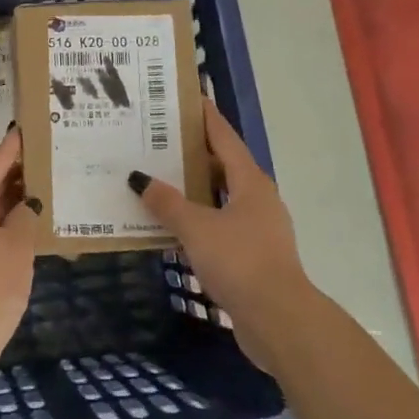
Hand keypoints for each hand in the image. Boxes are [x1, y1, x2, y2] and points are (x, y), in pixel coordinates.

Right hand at [130, 102, 312, 370]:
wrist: (278, 320)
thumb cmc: (240, 261)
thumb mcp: (196, 227)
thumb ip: (167, 202)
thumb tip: (139, 178)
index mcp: (250, 182)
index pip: (224, 138)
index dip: (205, 117)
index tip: (188, 97)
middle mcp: (256, 199)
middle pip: (222, 165)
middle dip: (192, 151)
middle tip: (158, 138)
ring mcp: (256, 228)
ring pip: (219, 196)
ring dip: (192, 187)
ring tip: (157, 177)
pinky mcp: (251, 254)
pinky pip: (217, 224)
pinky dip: (196, 217)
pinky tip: (171, 223)